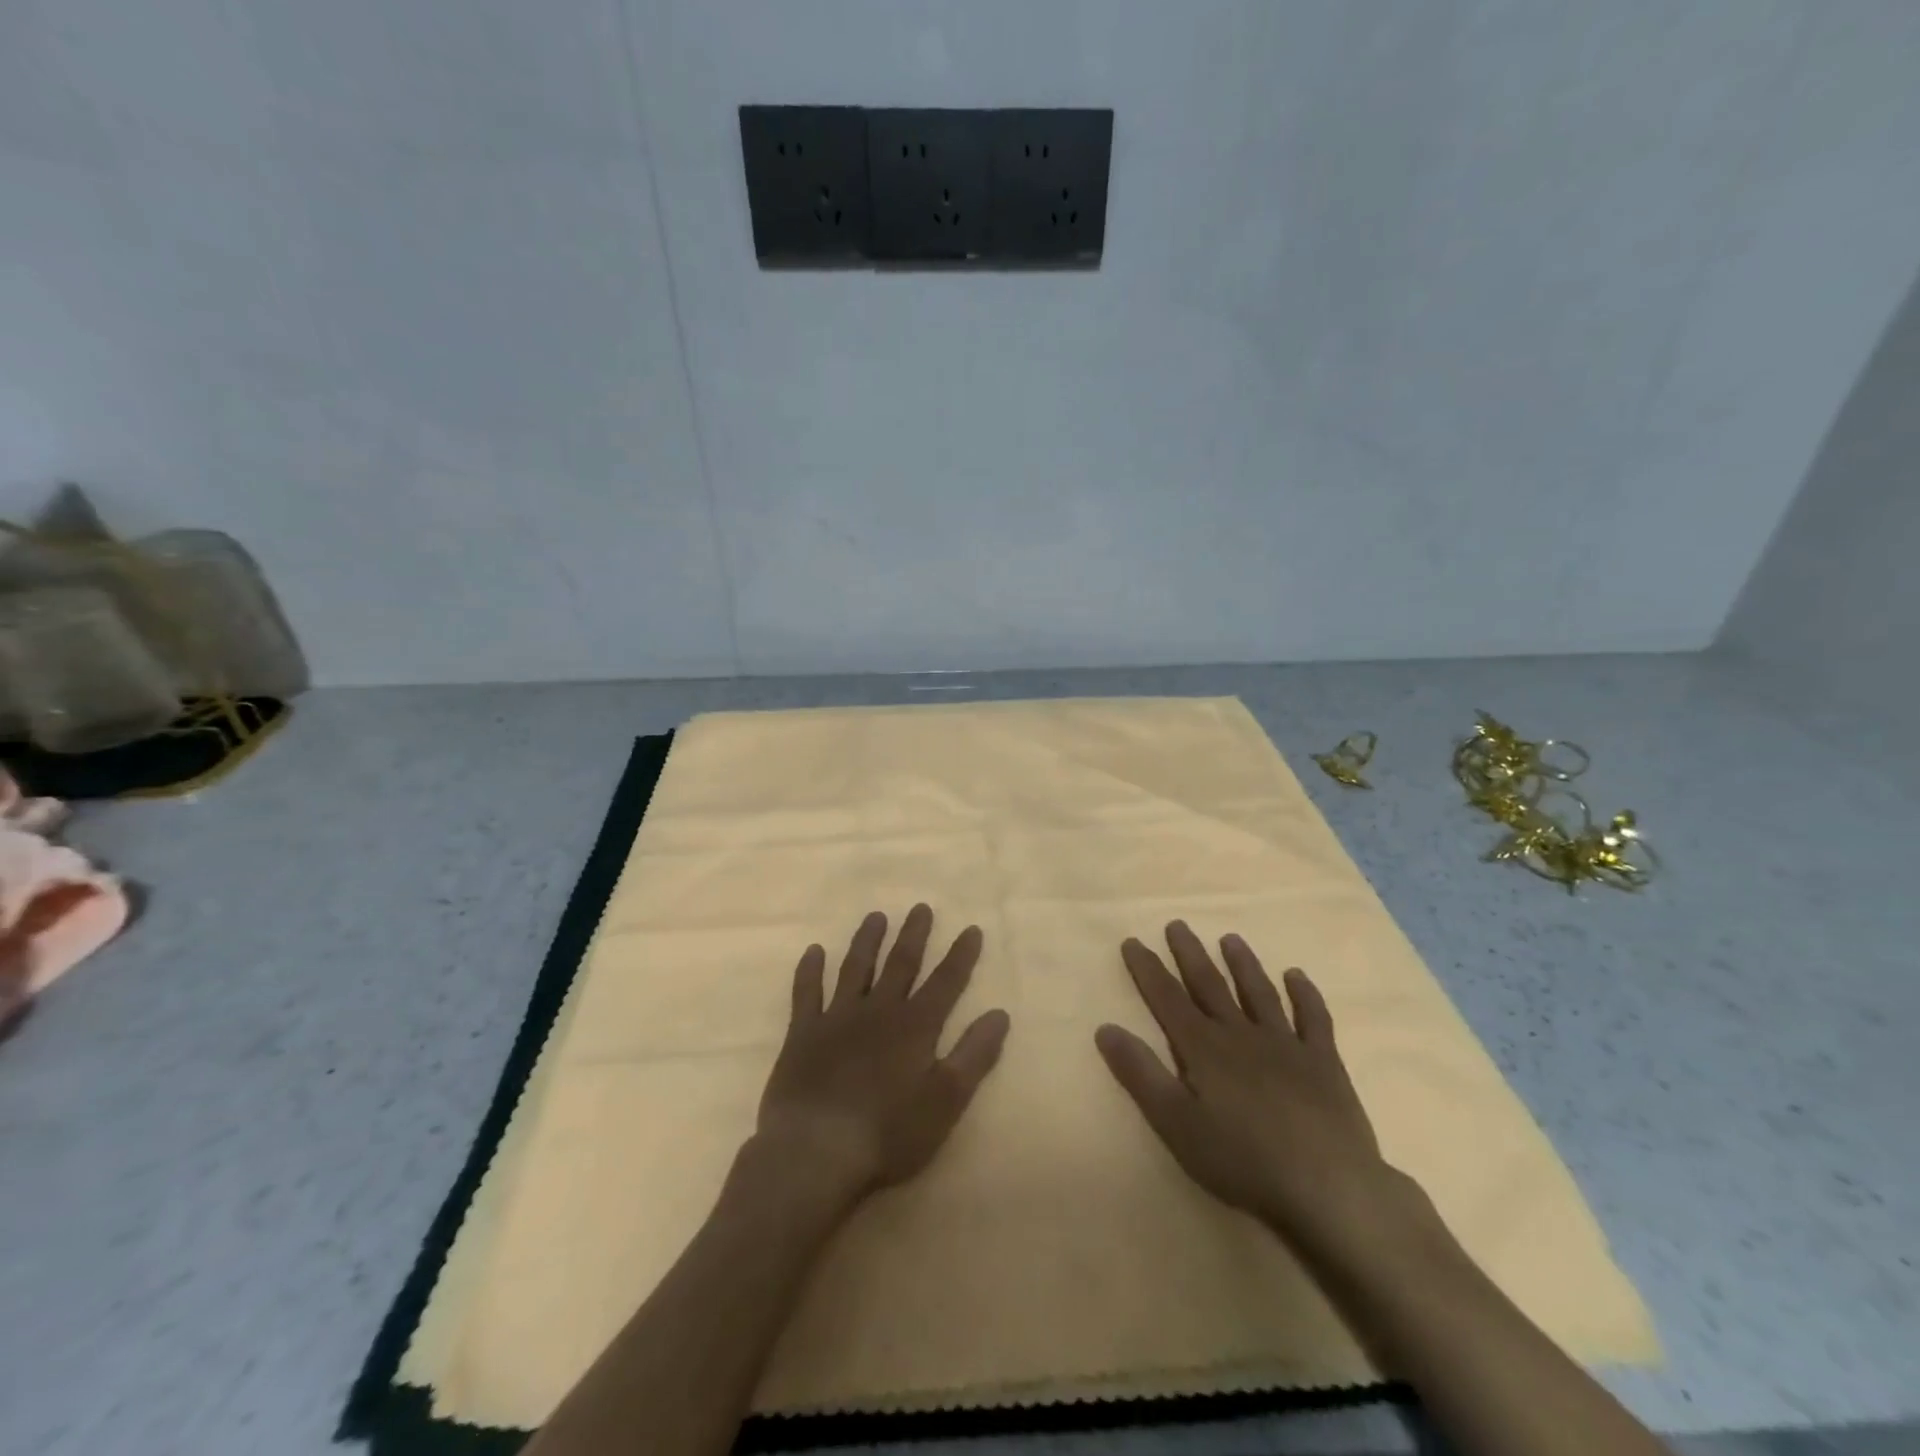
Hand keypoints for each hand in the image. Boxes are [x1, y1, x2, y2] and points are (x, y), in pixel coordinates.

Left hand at [755, 905, 1010, 1206]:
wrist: (816, 1150)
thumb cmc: (888, 1133)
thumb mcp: (945, 1100)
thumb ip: (974, 1055)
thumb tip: (1000, 1014)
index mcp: (915, 1027)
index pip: (945, 982)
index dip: (960, 955)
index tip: (971, 928)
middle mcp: (878, 1010)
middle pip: (900, 964)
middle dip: (914, 935)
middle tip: (920, 907)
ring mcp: (837, 1018)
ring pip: (855, 968)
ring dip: (867, 941)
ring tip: (876, 917)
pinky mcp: (803, 1033)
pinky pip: (806, 992)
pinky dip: (810, 971)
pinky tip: (813, 952)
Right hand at [1095, 921, 1431, 1263]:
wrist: (1328, 1186)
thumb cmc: (1243, 1160)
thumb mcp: (1176, 1123)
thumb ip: (1140, 1074)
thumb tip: (1105, 1028)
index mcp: (1204, 1048)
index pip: (1167, 999)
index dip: (1148, 970)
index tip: (1133, 941)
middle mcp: (1241, 1034)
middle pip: (1210, 986)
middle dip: (1190, 955)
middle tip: (1177, 924)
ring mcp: (1286, 1045)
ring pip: (1259, 993)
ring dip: (1243, 964)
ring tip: (1230, 938)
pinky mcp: (1323, 1063)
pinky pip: (1314, 1019)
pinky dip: (1305, 995)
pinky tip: (1297, 976)